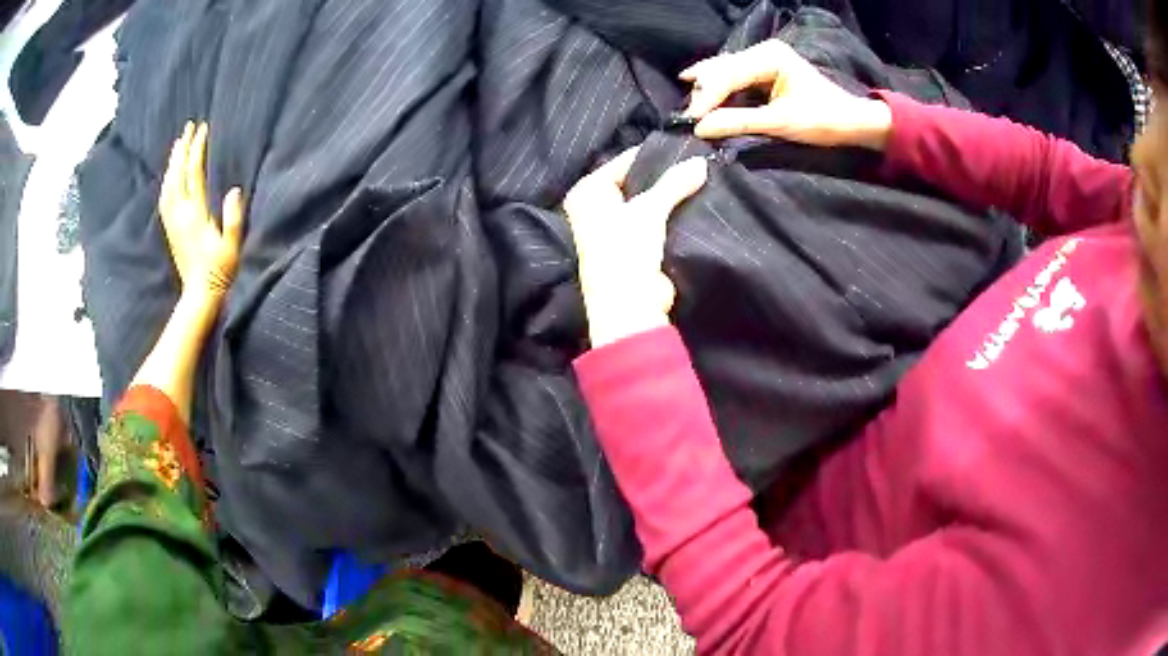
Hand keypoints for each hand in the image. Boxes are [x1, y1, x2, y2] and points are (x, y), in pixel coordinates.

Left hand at [159, 122, 244, 305]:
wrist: (199, 295)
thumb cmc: (219, 271)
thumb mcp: (232, 246)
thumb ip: (233, 219)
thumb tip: (235, 190)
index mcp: (195, 215)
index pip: (194, 174)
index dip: (197, 150)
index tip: (202, 130)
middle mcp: (181, 215)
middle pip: (178, 175)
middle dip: (183, 149)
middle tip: (188, 127)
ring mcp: (173, 223)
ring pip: (169, 185)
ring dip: (173, 163)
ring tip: (178, 145)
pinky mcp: (171, 229)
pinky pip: (165, 199)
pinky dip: (167, 181)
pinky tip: (170, 175)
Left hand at [565, 147, 707, 347]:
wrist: (629, 308)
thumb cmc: (625, 251)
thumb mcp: (649, 209)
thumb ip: (674, 182)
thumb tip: (701, 162)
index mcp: (587, 193)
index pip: (624, 162)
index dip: (653, 156)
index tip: (685, 148)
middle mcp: (595, 207)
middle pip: (635, 182)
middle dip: (662, 176)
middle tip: (695, 162)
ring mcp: (614, 228)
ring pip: (646, 202)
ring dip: (668, 197)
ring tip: (699, 179)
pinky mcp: (633, 246)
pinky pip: (654, 221)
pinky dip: (669, 215)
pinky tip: (693, 204)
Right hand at [681, 39, 892, 149]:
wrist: (853, 122)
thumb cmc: (823, 120)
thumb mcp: (780, 123)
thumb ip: (739, 122)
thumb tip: (699, 128)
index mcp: (770, 56)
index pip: (728, 74)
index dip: (707, 97)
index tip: (691, 120)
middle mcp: (764, 51)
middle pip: (723, 68)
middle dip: (704, 91)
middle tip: (687, 115)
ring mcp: (765, 59)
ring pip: (726, 71)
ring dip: (709, 90)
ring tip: (691, 108)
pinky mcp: (766, 72)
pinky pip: (735, 78)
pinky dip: (721, 90)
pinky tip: (703, 97)